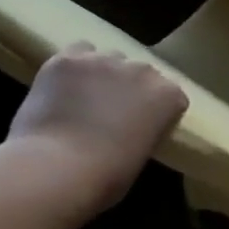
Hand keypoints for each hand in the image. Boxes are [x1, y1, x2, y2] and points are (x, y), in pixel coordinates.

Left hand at [2, 43, 189, 214]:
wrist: (57, 168)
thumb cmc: (106, 176)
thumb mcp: (142, 154)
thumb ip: (144, 130)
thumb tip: (129, 129)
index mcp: (168, 96)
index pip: (171, 94)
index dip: (155, 109)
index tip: (142, 125)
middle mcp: (143, 70)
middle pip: (140, 72)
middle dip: (129, 87)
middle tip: (111, 111)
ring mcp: (105, 61)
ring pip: (108, 58)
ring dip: (102, 74)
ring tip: (84, 96)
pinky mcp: (69, 59)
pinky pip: (77, 52)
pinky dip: (73, 66)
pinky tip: (63, 84)